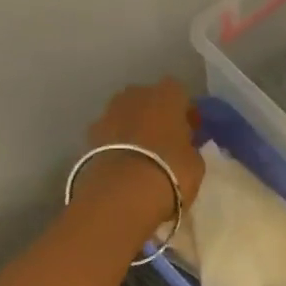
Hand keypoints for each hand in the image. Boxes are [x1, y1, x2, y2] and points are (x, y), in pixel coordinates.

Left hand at [76, 79, 205, 237]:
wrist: (122, 192)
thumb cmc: (170, 170)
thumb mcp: (195, 163)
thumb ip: (189, 148)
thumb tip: (183, 148)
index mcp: (167, 95)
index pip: (180, 93)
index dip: (185, 112)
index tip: (190, 131)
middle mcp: (136, 95)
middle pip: (149, 99)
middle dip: (156, 115)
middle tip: (165, 141)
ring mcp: (109, 112)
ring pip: (126, 114)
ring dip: (133, 128)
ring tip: (142, 155)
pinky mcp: (90, 135)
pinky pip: (110, 134)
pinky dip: (116, 144)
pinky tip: (123, 165)